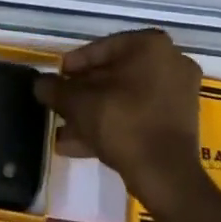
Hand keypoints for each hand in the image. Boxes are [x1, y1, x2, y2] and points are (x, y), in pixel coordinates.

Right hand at [36, 29, 203, 212]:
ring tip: (66, 131)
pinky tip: (82, 145)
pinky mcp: (180, 122)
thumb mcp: (79, 102)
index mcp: (151, 45)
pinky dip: (115, 124)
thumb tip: (39, 84)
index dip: (74, 66)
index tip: (56, 80)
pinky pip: (140, 115)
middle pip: (115, 74)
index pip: (102, 48)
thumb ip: (56, 89)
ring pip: (126, 98)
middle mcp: (171, 61)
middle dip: (84, 93)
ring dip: (95, 112)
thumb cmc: (123, 123)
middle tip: (61, 106)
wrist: (166, 176)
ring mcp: (179, 93)